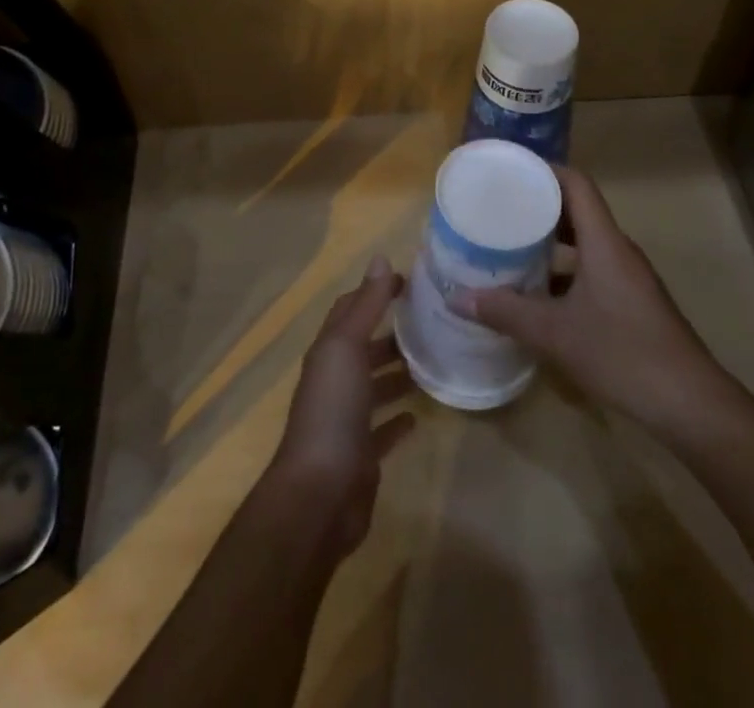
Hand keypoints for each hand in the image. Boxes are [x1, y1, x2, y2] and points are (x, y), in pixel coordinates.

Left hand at [266, 256, 416, 558]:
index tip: (410, 282)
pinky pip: (382, 430)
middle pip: (363, 348)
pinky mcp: (361, 455)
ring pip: (374, 386)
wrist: (319, 495)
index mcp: (328, 352)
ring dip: (397, 373)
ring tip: (433, 361)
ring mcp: (346, 420)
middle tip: (432, 322)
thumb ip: (366, 305)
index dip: (375, 291)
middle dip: (391, 332)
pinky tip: (418, 414)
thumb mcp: (347, 348)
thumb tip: (381, 258)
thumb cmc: (332, 411)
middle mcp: (334, 381)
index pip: (350, 309)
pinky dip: (398, 419)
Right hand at [449, 167, 752, 442]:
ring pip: (585, 242)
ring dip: (551, 240)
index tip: (510, 170)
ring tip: (510, 244)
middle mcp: (617, 250)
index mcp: (604, 242)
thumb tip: (458, 299)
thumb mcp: (555, 333)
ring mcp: (627, 277)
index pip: (576, 183)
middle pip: (578, 209)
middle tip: (499, 206)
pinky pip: (592, 269)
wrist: (689, 403)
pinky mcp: (631, 301)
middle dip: (539, 205)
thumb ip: (506, 313)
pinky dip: (564, 270)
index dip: (544, 170)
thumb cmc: (622, 353)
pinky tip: (537, 293)